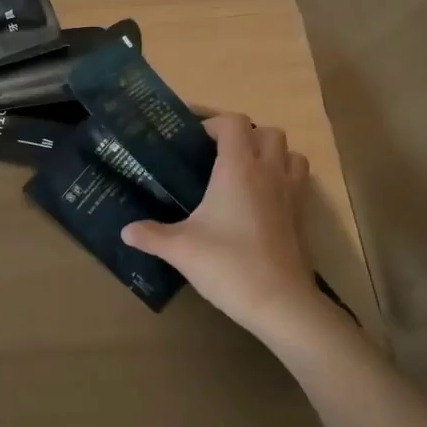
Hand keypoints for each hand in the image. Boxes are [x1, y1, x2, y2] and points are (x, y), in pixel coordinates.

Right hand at [121, 114, 343, 350]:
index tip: (193, 139)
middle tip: (220, 155)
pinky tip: (260, 203)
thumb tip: (126, 231)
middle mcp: (268, 173)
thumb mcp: (180, 249)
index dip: (214, 123)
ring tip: (246, 173)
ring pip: (290, 154)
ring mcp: (291, 194)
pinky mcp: (301, 217)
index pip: (234, 123)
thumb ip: (150, 235)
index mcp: (238, 168)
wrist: (279, 303)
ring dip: (271, 154)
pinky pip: (298, 182)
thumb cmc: (227, 264)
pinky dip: (282, 180)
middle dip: (245, 135)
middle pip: (268, 132)